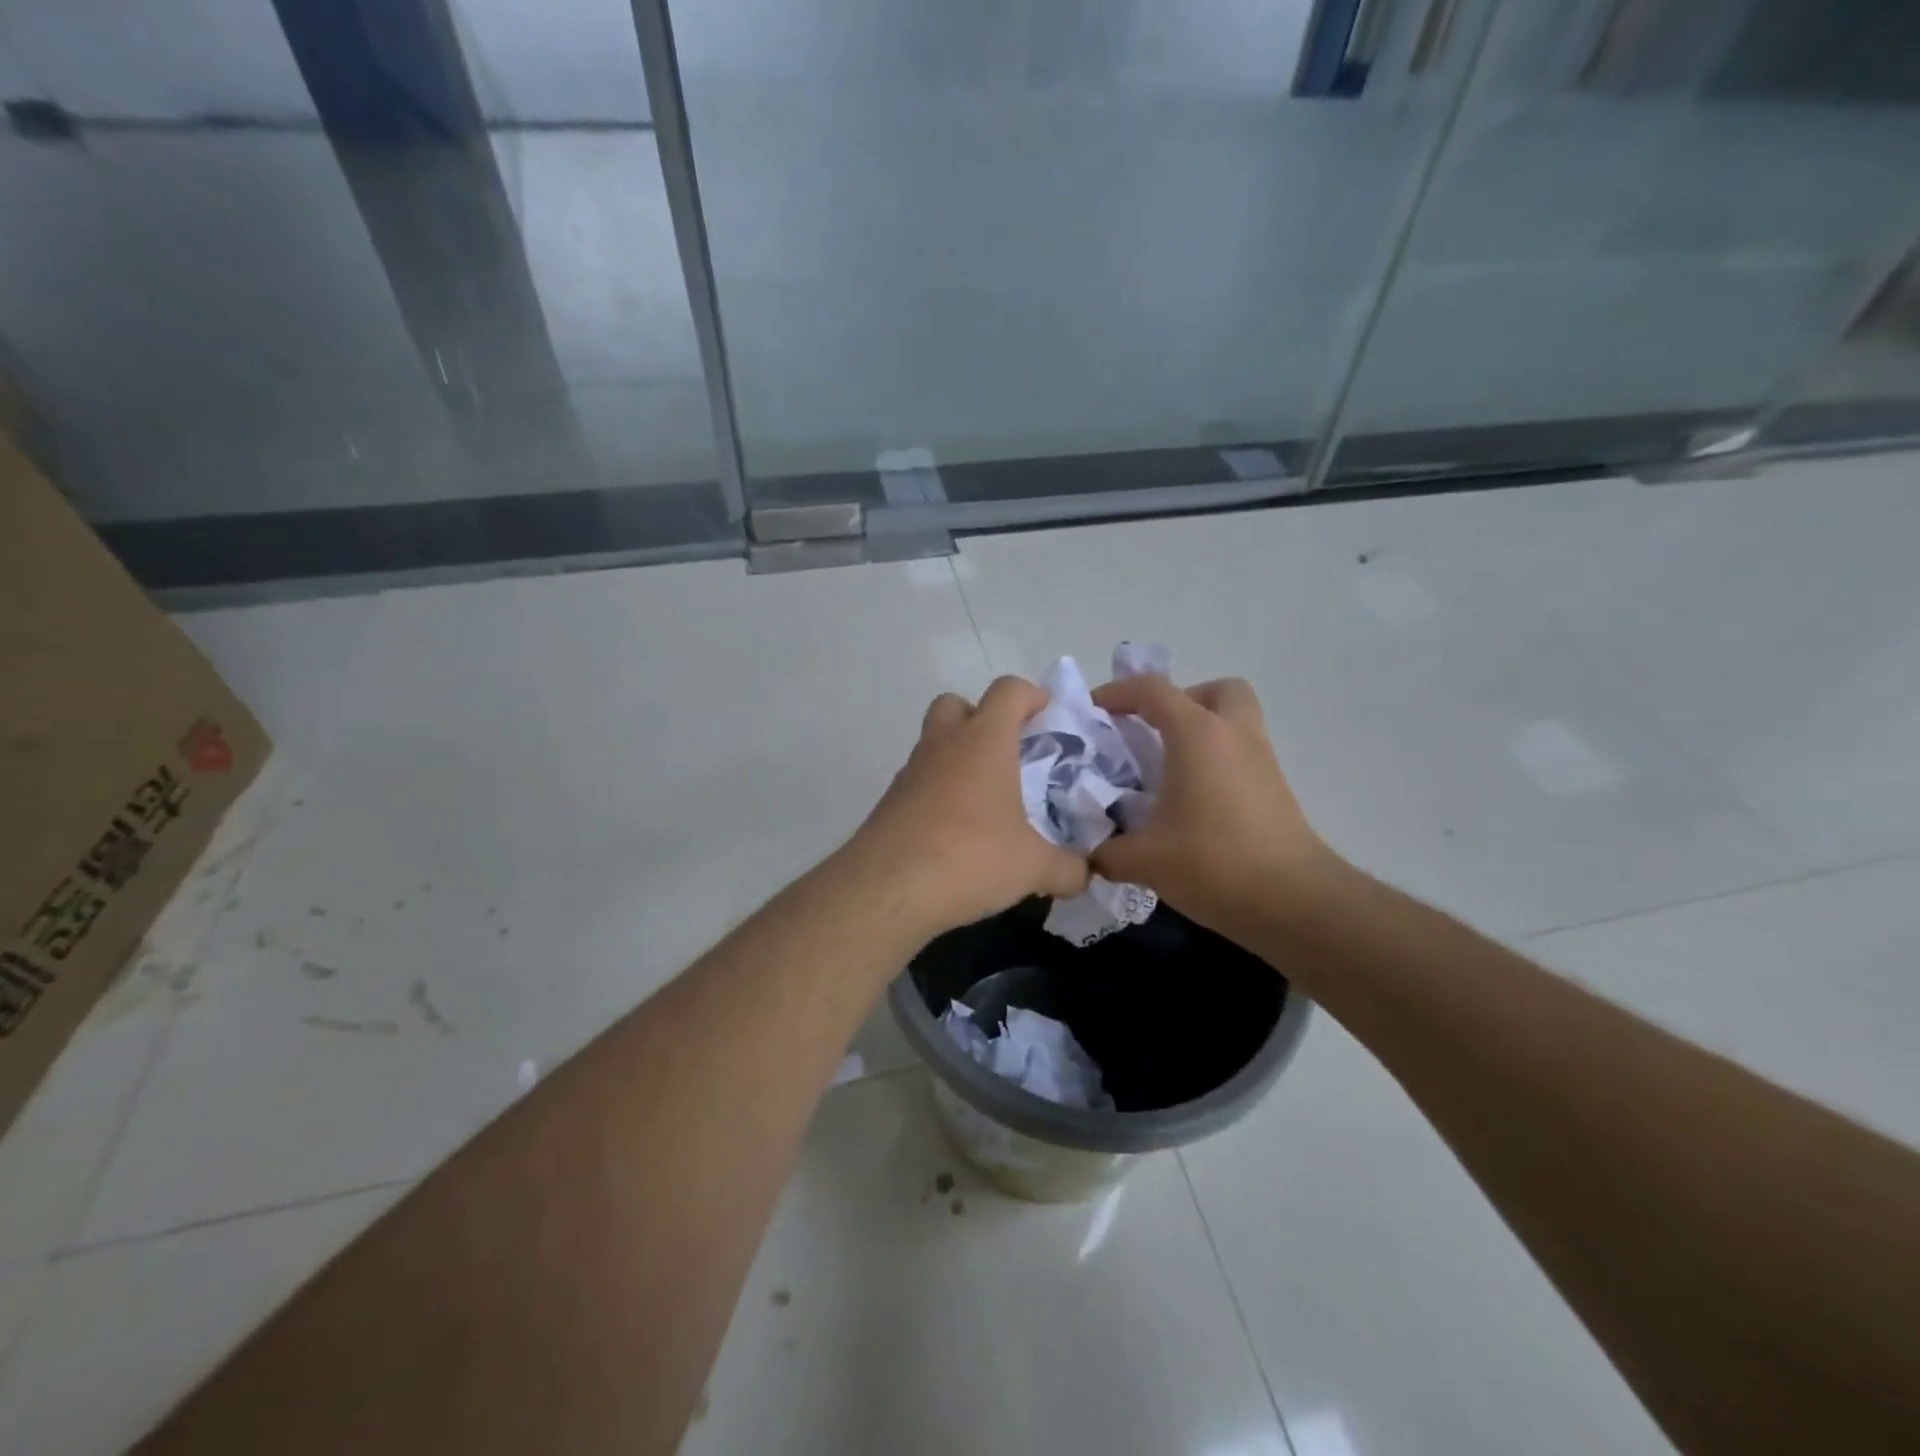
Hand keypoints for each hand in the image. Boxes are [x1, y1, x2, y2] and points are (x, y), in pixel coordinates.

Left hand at [846, 676, 1089, 938]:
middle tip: (1008, 755)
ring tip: (986, 802)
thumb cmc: (971, 858)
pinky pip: (920, 782)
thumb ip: (1068, 868)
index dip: (1032, 696)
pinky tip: (956, 833)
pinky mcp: (890, 802)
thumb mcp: (1033, 868)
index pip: (1009, 690)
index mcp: (984, 741)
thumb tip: (1087, 875)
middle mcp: (943, 744)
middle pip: (958, 704)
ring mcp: (910, 771)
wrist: (887, 889)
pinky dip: (938, 793)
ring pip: (934, 743)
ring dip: (958, 758)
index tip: (1048, 719)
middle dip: (983, 719)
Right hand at [1089, 675, 1338, 939]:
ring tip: (1169, 769)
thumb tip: (1090, 854)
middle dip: (1180, 701)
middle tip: (1153, 732)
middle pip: (1214, 690)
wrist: (1294, 902)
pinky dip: (1216, 762)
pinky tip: (1193, 802)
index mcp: (1197, 734)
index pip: (1152, 690)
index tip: (1092, 711)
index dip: (1116, 693)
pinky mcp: (1276, 788)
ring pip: (1234, 721)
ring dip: (1201, 731)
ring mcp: (1262, 760)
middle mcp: (1234, 734)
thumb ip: (1106, 852)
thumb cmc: (1214, 863)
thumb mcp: (1144, 860)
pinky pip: (1241, 754)